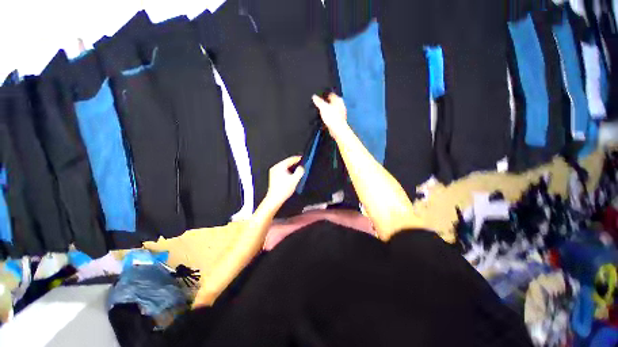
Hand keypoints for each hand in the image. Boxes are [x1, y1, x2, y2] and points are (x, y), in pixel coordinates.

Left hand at [264, 156, 304, 207]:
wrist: (275, 198)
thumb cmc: (283, 190)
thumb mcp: (295, 179)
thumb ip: (300, 171)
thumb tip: (301, 168)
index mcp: (280, 166)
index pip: (290, 159)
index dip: (297, 158)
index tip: (302, 158)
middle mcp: (276, 167)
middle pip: (287, 162)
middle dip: (294, 164)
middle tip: (301, 165)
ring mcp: (273, 172)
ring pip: (284, 167)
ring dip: (291, 168)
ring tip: (297, 171)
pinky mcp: (273, 177)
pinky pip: (282, 171)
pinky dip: (287, 172)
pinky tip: (291, 176)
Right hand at [312, 93, 347, 137]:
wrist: (338, 129)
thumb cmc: (333, 118)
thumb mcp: (322, 107)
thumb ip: (318, 101)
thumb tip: (314, 97)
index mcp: (338, 99)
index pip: (330, 94)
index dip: (324, 95)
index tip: (319, 97)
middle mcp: (340, 105)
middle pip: (331, 102)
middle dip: (326, 103)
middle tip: (320, 105)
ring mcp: (340, 113)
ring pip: (332, 109)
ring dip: (327, 111)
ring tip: (321, 113)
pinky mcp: (339, 120)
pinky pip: (332, 117)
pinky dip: (329, 117)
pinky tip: (325, 120)